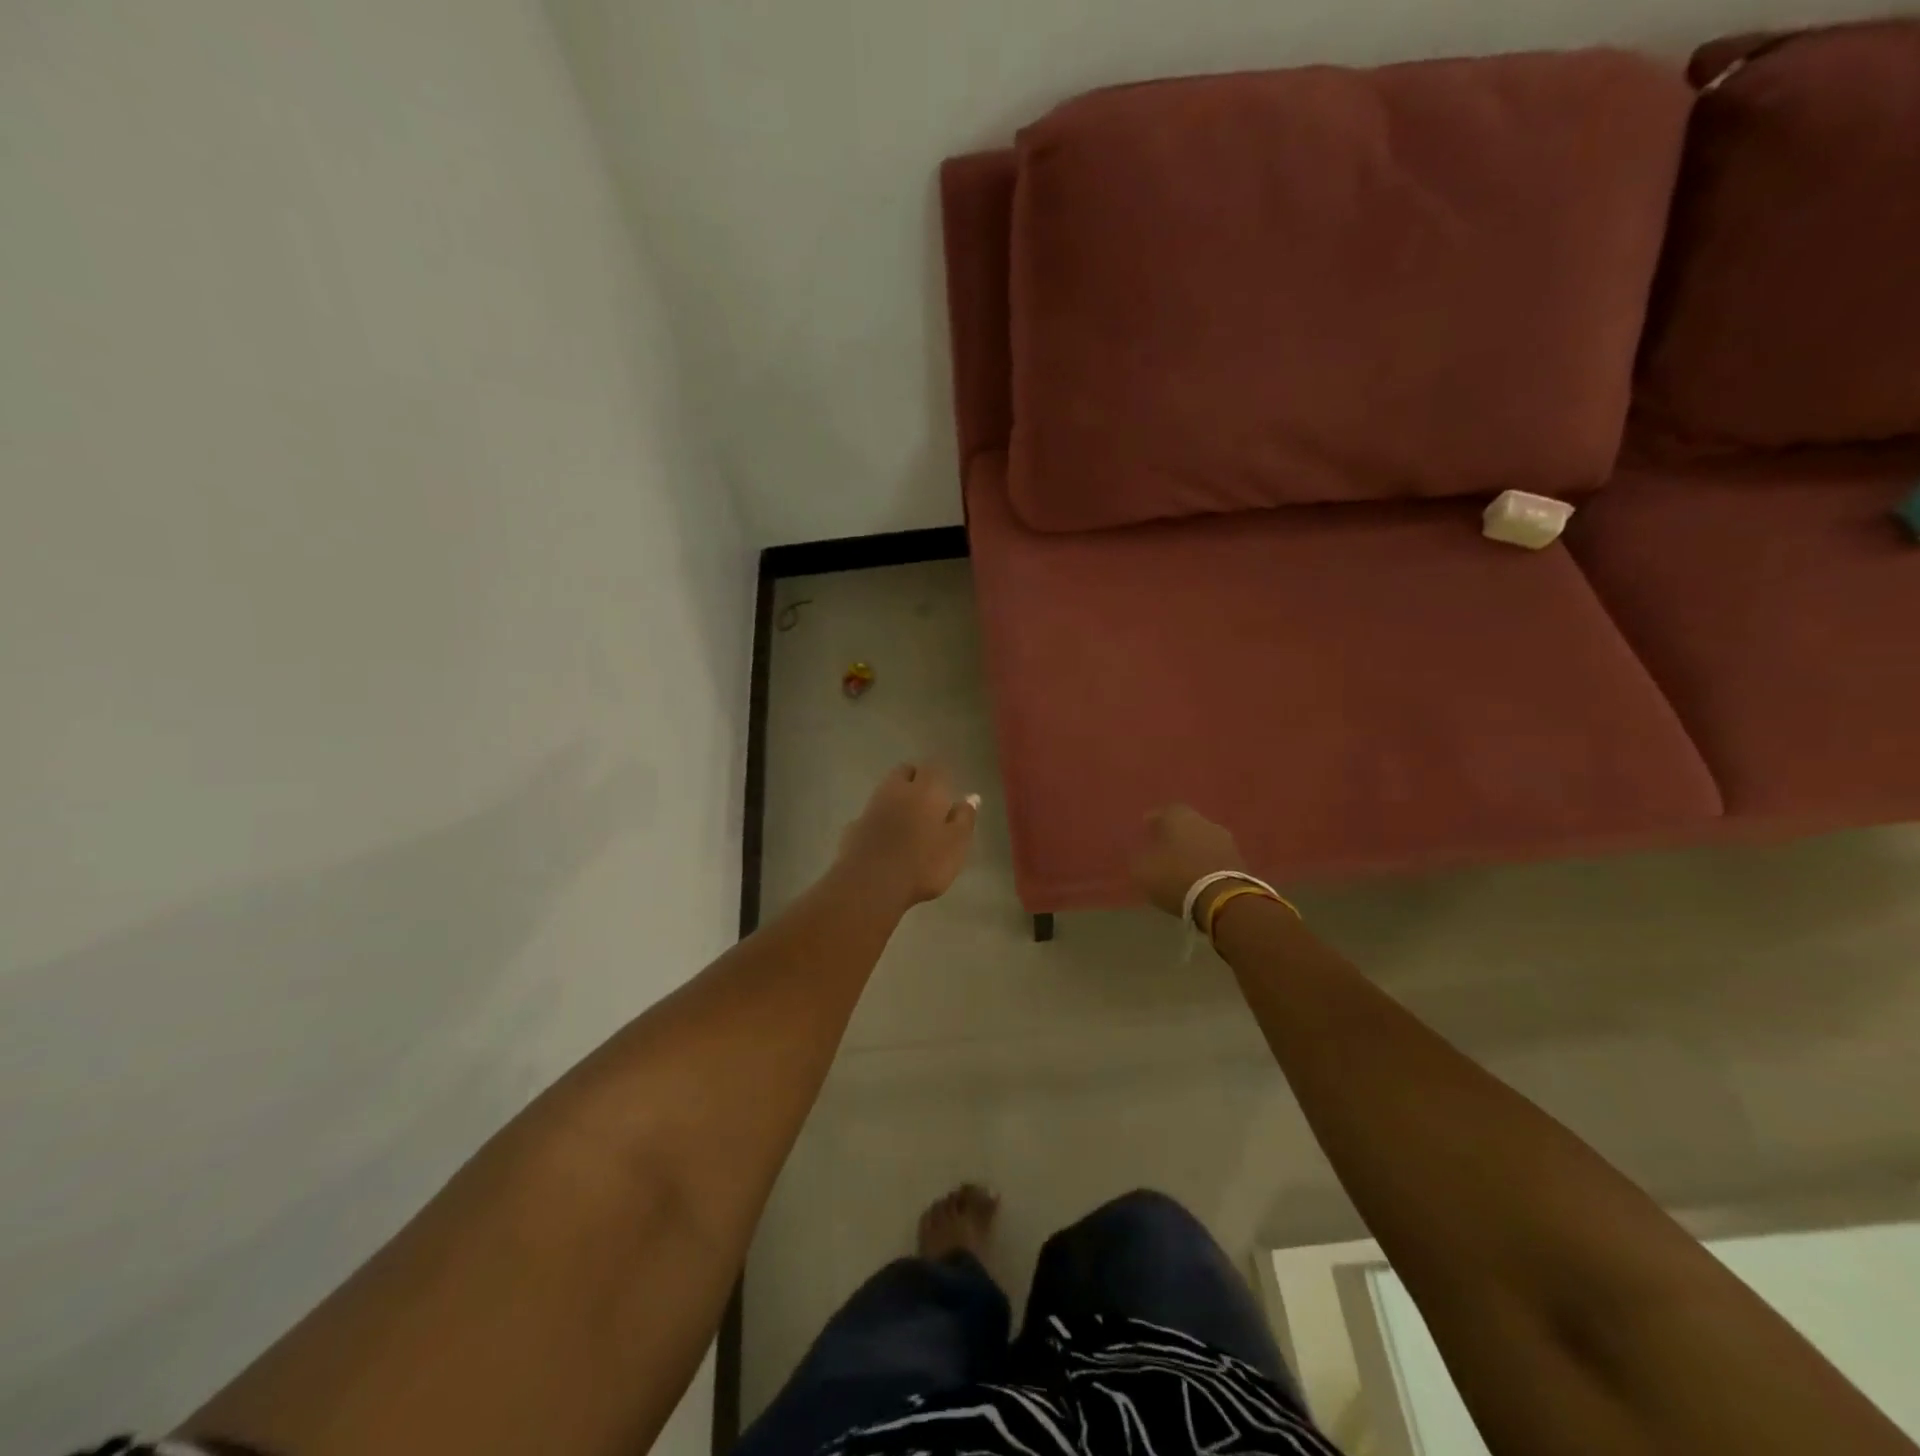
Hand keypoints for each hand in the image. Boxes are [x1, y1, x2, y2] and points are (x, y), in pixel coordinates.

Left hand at [836, 762, 979, 909]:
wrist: (871, 884)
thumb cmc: (923, 864)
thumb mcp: (956, 844)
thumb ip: (964, 818)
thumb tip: (971, 797)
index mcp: (926, 789)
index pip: (932, 768)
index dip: (939, 777)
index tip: (946, 792)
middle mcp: (897, 790)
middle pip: (904, 772)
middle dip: (915, 779)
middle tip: (927, 801)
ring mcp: (872, 806)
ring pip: (886, 791)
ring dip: (896, 799)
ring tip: (908, 822)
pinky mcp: (854, 826)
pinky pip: (871, 815)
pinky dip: (880, 820)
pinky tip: (886, 839)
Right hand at [1131, 805, 1247, 924]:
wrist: (1221, 899)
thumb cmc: (1175, 876)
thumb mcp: (1143, 868)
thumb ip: (1140, 856)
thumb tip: (1143, 852)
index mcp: (1179, 816)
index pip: (1164, 811)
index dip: (1154, 821)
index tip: (1146, 831)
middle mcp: (1204, 821)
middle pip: (1187, 824)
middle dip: (1175, 835)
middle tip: (1163, 848)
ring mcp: (1226, 840)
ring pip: (1203, 841)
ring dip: (1193, 850)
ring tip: (1181, 866)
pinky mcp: (1240, 861)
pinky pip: (1215, 858)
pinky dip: (1206, 864)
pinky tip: (1197, 876)